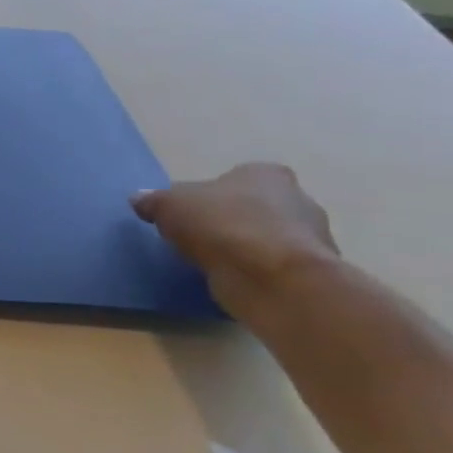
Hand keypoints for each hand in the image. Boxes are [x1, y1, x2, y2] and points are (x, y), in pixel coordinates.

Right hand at [133, 164, 339, 317]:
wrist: (271, 276)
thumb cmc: (221, 225)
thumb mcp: (168, 205)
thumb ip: (154, 200)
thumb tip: (140, 198)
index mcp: (267, 174)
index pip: (236, 178)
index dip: (210, 194)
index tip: (189, 212)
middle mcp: (298, 199)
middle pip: (254, 207)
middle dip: (229, 220)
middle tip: (197, 236)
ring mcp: (311, 237)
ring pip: (265, 237)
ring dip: (242, 247)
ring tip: (210, 261)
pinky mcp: (309, 271)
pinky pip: (271, 265)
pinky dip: (253, 269)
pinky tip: (231, 278)